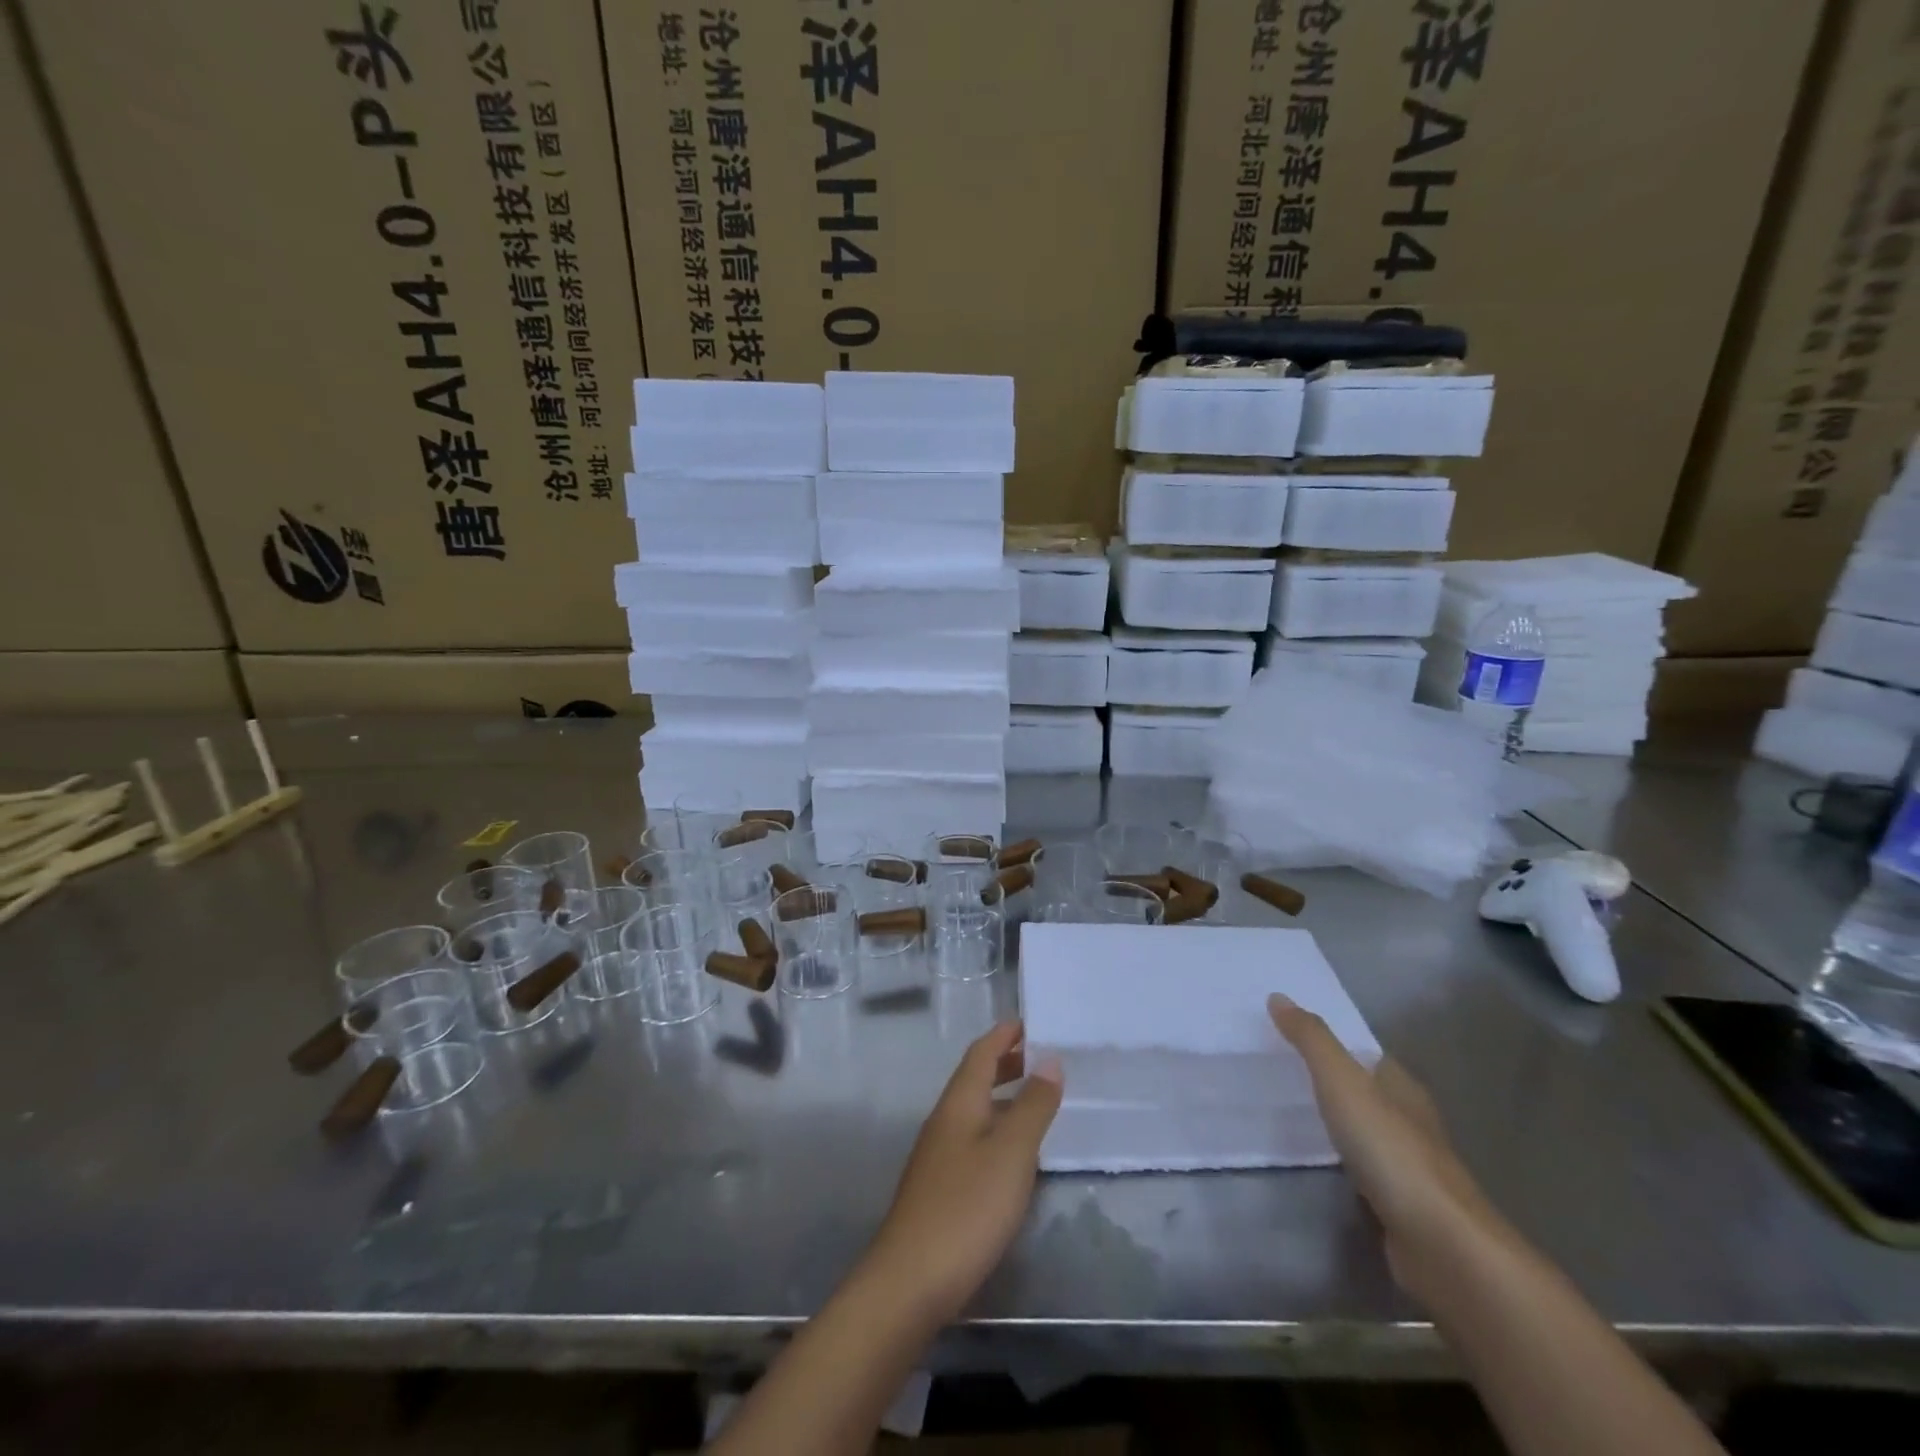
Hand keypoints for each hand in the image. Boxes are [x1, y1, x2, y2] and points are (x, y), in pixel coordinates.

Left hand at [863, 1021, 1062, 1323]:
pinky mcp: (940, 1186)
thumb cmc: (967, 1207)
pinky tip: (1013, 1152)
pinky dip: (996, 1127)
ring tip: (1036, 1098)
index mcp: (959, 1102)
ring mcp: (938, 1154)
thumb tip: (1049, 1059)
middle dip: (1005, 1062)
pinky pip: (972, 1137)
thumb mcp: (1011, 1153)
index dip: (1005, 1035)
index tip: (1031, 1022)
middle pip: (974, 1078)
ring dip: (1002, 1095)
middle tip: (1041, 1056)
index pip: (981, 1053)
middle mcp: (944, 1119)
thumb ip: (1033, 1106)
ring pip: (974, 1109)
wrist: (910, 1280)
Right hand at [1268, 993, 1498, 1297]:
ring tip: (1291, 1111)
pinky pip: (1364, 1169)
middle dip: (1332, 1080)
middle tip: (1281, 1069)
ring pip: (1366, 1131)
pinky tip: (1318, 1161)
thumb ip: (1311, 1040)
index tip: (1293, 1034)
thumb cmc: (1390, 1150)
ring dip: (1337, 1122)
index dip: (1335, 1042)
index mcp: (1401, 1086)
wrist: (1441, 1244)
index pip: (1367, 1054)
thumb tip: (1278, 996)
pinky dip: (1342, 1160)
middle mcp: (1410, 1120)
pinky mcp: (1401, 1205)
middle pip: (1367, 1090)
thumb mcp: (1342, 1081)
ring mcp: (1408, 1166)